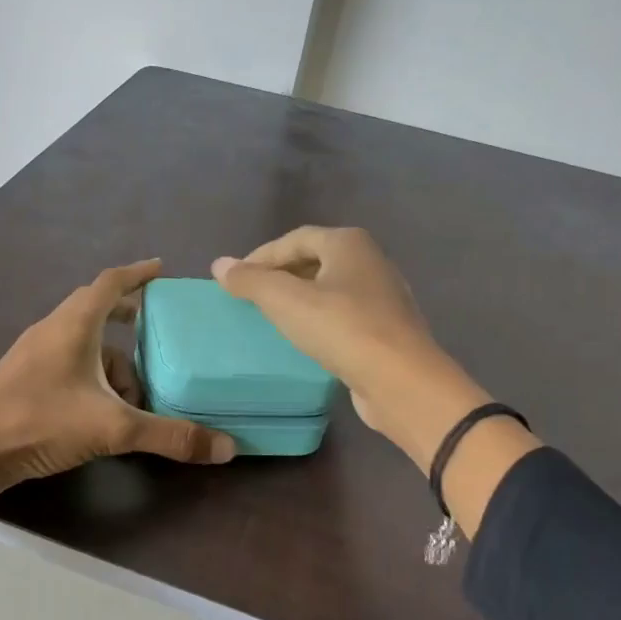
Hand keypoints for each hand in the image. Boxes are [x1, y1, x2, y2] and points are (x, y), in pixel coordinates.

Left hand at [0, 260, 235, 560]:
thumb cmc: (40, 421)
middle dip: (129, 317)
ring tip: (137, 395)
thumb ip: (169, 436)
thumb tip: (225, 448)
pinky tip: (103, 410)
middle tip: (158, 329)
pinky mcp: (23, 378)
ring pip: (83, 342)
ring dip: (113, 360)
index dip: (138, 273)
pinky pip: (68, 362)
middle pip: (97, 309)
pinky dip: (93, 375)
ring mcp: (34, 353)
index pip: (111, 282)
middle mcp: (53, 329)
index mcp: (74, 324)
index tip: (162, 269)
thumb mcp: (112, 428)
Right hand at [213, 228, 534, 490]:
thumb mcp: (286, 301)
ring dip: (299, 298)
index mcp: (349, 243)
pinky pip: (343, 314)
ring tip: (271, 317)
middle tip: (251, 297)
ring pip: (330, 288)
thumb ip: (251, 280)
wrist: (401, 381)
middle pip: (314, 259)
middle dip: (280, 275)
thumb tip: (219, 264)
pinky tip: (304, 339)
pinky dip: (318, 320)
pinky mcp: (386, 328)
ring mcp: (383, 296)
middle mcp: (370, 261)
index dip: (261, 256)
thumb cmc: (342, 329)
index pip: (295, 239)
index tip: (235, 279)